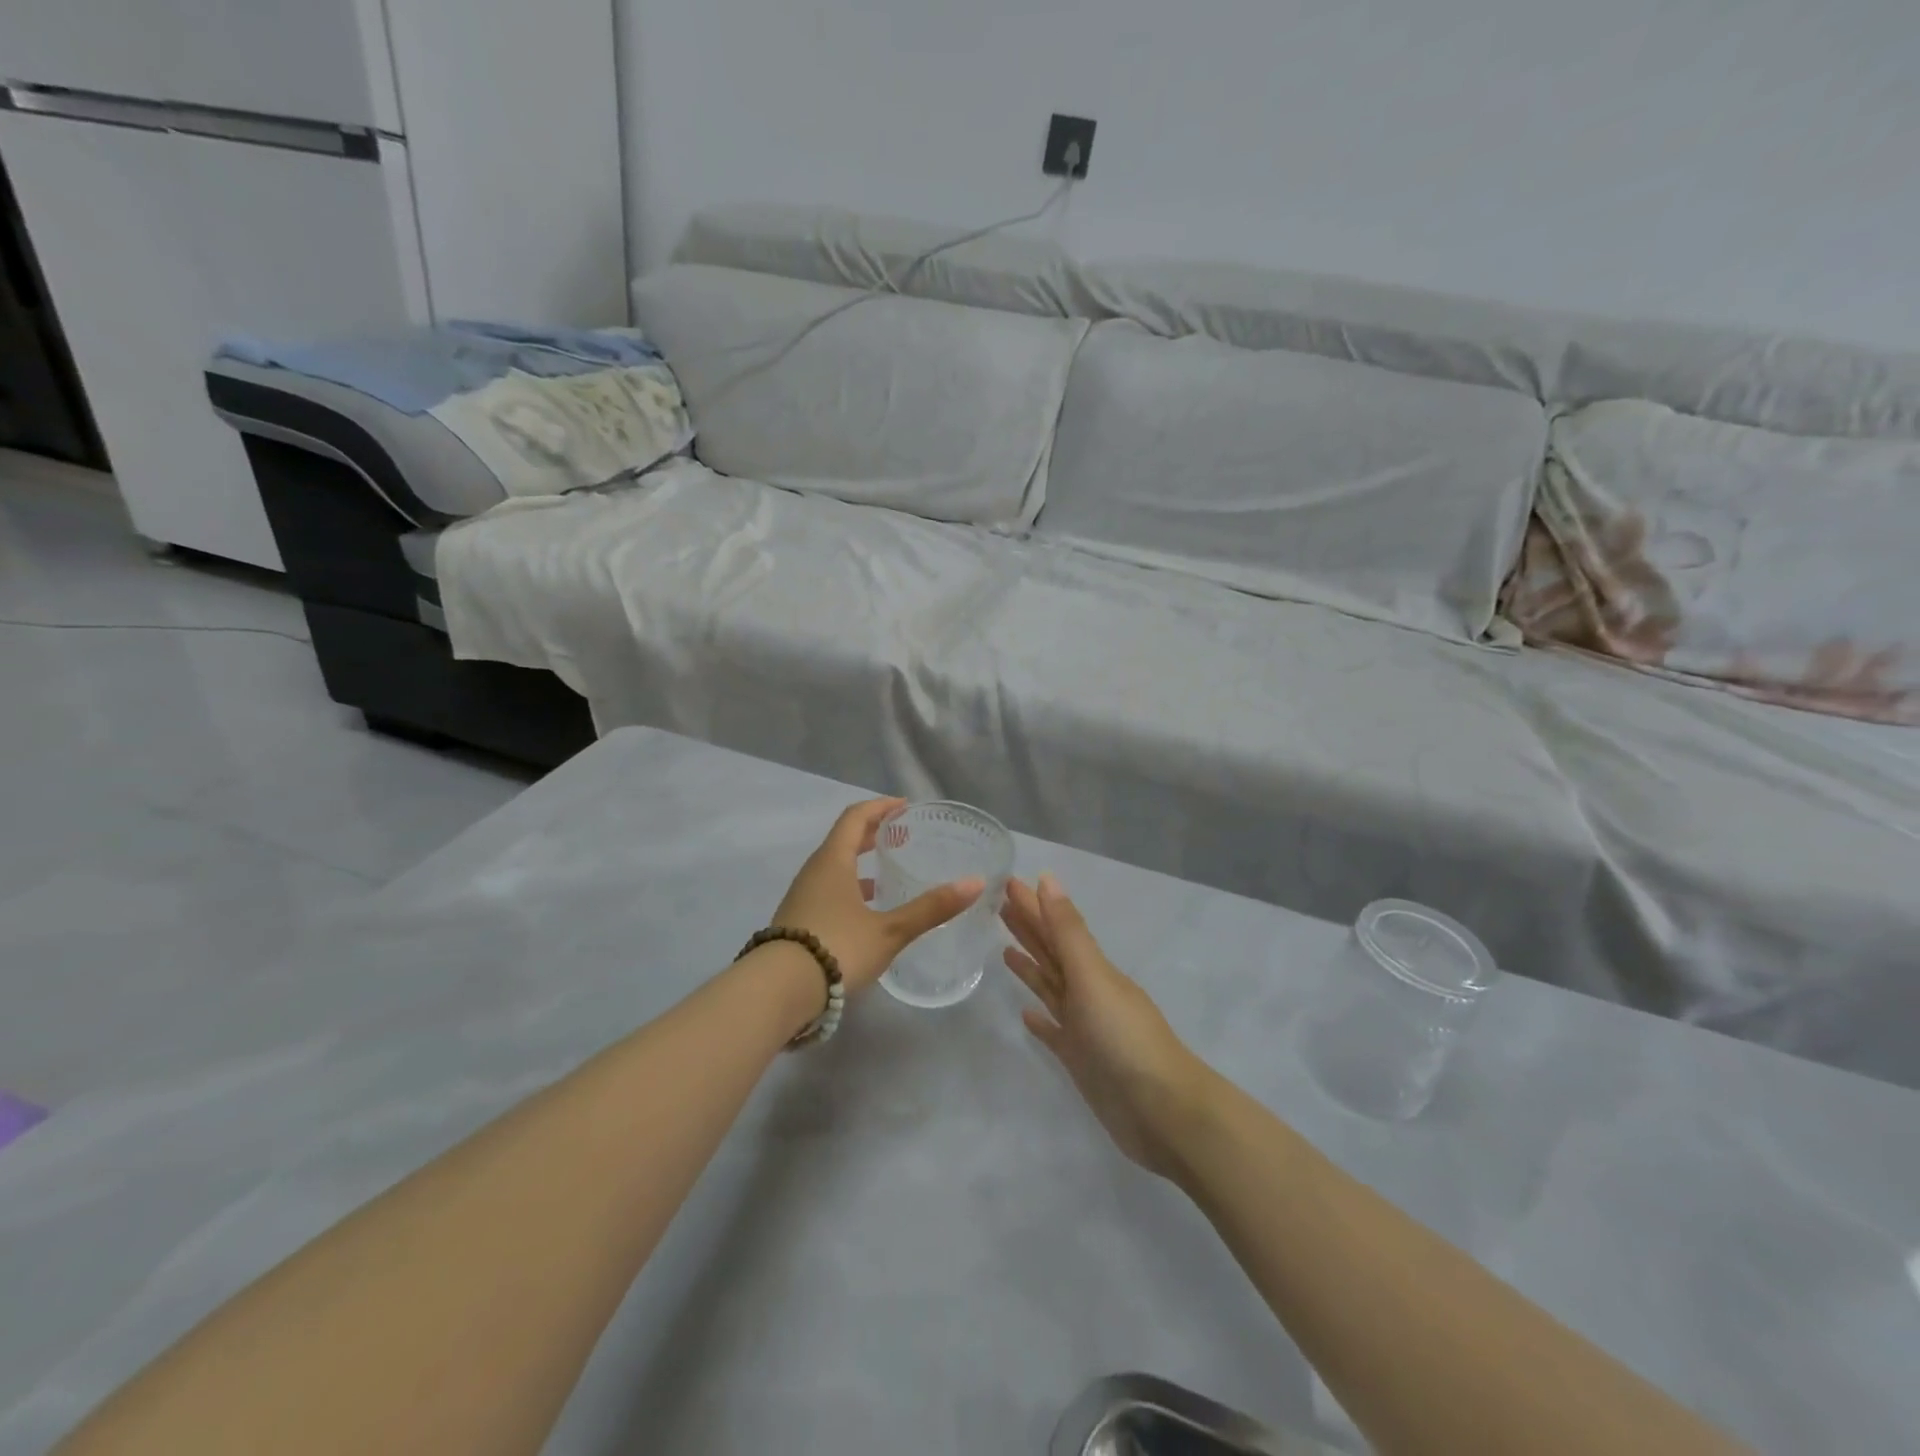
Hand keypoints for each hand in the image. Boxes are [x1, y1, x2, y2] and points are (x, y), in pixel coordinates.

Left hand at [773, 799, 984, 996]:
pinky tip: (866, 911)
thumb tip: (975, 883)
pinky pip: (828, 889)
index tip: (904, 806)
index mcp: (833, 861)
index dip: (880, 807)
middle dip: (871, 832)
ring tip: (887, 872)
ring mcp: (802, 896)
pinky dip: (849, 887)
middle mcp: (814, 871)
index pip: (855, 817)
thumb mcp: (890, 930)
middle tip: (900, 834)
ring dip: (859, 862)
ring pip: (834, 867)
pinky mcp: (798, 920)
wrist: (778, 991)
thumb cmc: (837, 948)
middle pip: (843, 839)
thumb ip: (931, 908)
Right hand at [1002, 874, 1215, 1177]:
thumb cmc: (1124, 1037)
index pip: (1054, 928)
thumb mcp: (1093, 977)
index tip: (1006, 882)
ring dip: (1031, 968)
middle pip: (1051, 953)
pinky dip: (1040, 1022)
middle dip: (1028, 928)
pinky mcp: (1080, 1060)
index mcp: (1092, 969)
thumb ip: (1068, 931)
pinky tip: (1025, 1016)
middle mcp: (1088, 992)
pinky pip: (1054, 1032)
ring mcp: (1084, 1027)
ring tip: (1005, 950)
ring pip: (1051, 988)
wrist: (1162, 1111)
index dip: (1032, 905)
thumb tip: (1048, 879)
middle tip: (998, 906)